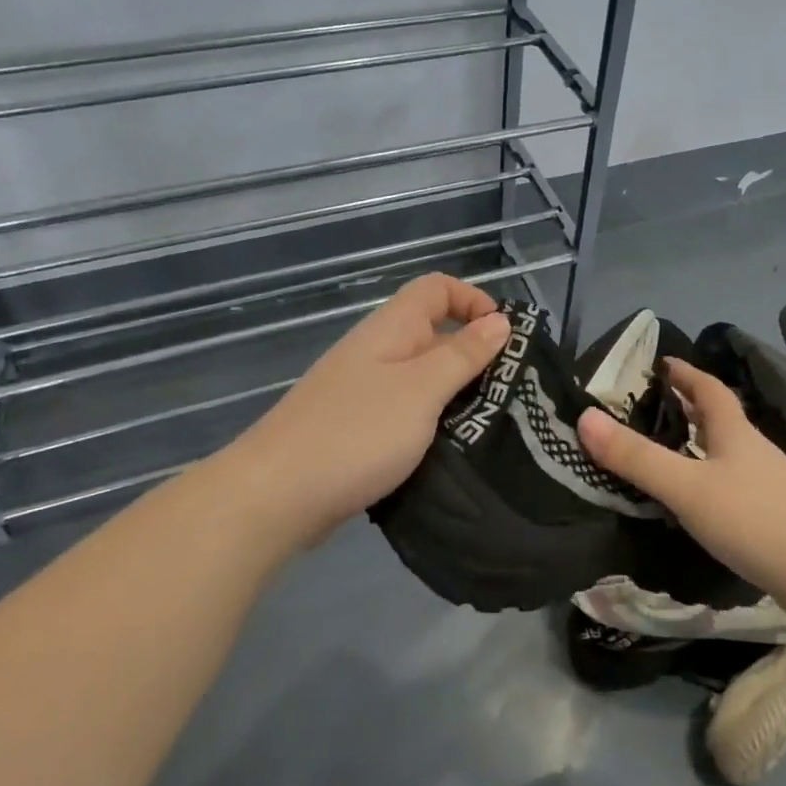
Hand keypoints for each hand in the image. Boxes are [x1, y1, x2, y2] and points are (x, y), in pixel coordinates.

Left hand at [230, 274, 508, 549]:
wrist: (275, 496)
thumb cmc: (356, 433)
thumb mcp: (421, 390)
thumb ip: (462, 355)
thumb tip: (499, 321)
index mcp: (391, 329)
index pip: (436, 288)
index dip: (474, 300)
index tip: (505, 339)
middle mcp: (377, 351)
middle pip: (433, 333)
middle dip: (474, 355)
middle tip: (510, 392)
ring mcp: (364, 392)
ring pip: (422, 378)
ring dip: (456, 395)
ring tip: (491, 425)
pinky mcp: (358, 430)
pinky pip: (406, 413)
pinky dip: (432, 424)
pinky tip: (451, 451)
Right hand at [577, 358, 785, 597]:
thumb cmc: (757, 519)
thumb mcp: (687, 487)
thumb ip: (637, 457)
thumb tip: (584, 417)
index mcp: (735, 433)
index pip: (709, 389)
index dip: (685, 373)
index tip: (662, 362)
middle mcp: (754, 452)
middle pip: (720, 419)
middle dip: (689, 407)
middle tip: (653, 405)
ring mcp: (769, 487)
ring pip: (727, 454)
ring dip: (700, 445)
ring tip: (668, 451)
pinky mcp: (776, 520)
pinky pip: (734, 486)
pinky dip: (710, 481)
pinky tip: (699, 503)